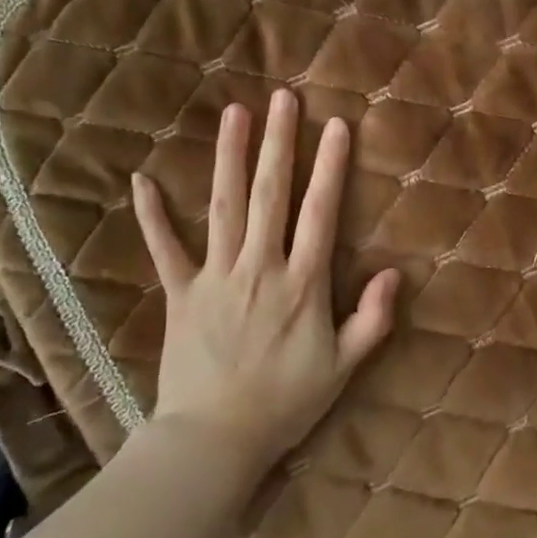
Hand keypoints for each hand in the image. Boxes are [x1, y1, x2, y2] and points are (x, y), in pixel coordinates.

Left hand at [131, 90, 397, 473]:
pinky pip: (165, 248)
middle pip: (270, 195)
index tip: (336, 126)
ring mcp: (216, 277)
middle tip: (283, 99)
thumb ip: (372, 319)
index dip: (330, 167)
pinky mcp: (181, 293)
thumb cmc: (285, 403)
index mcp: (302, 284)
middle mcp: (260, 267)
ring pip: (224, 206)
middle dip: (278, 143)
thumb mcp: (343, 367)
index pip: (320, 213)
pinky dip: (153, 215)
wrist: (215, 439)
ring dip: (229, 157)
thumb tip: (393, 272)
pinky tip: (143, 180)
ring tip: (234, 113)